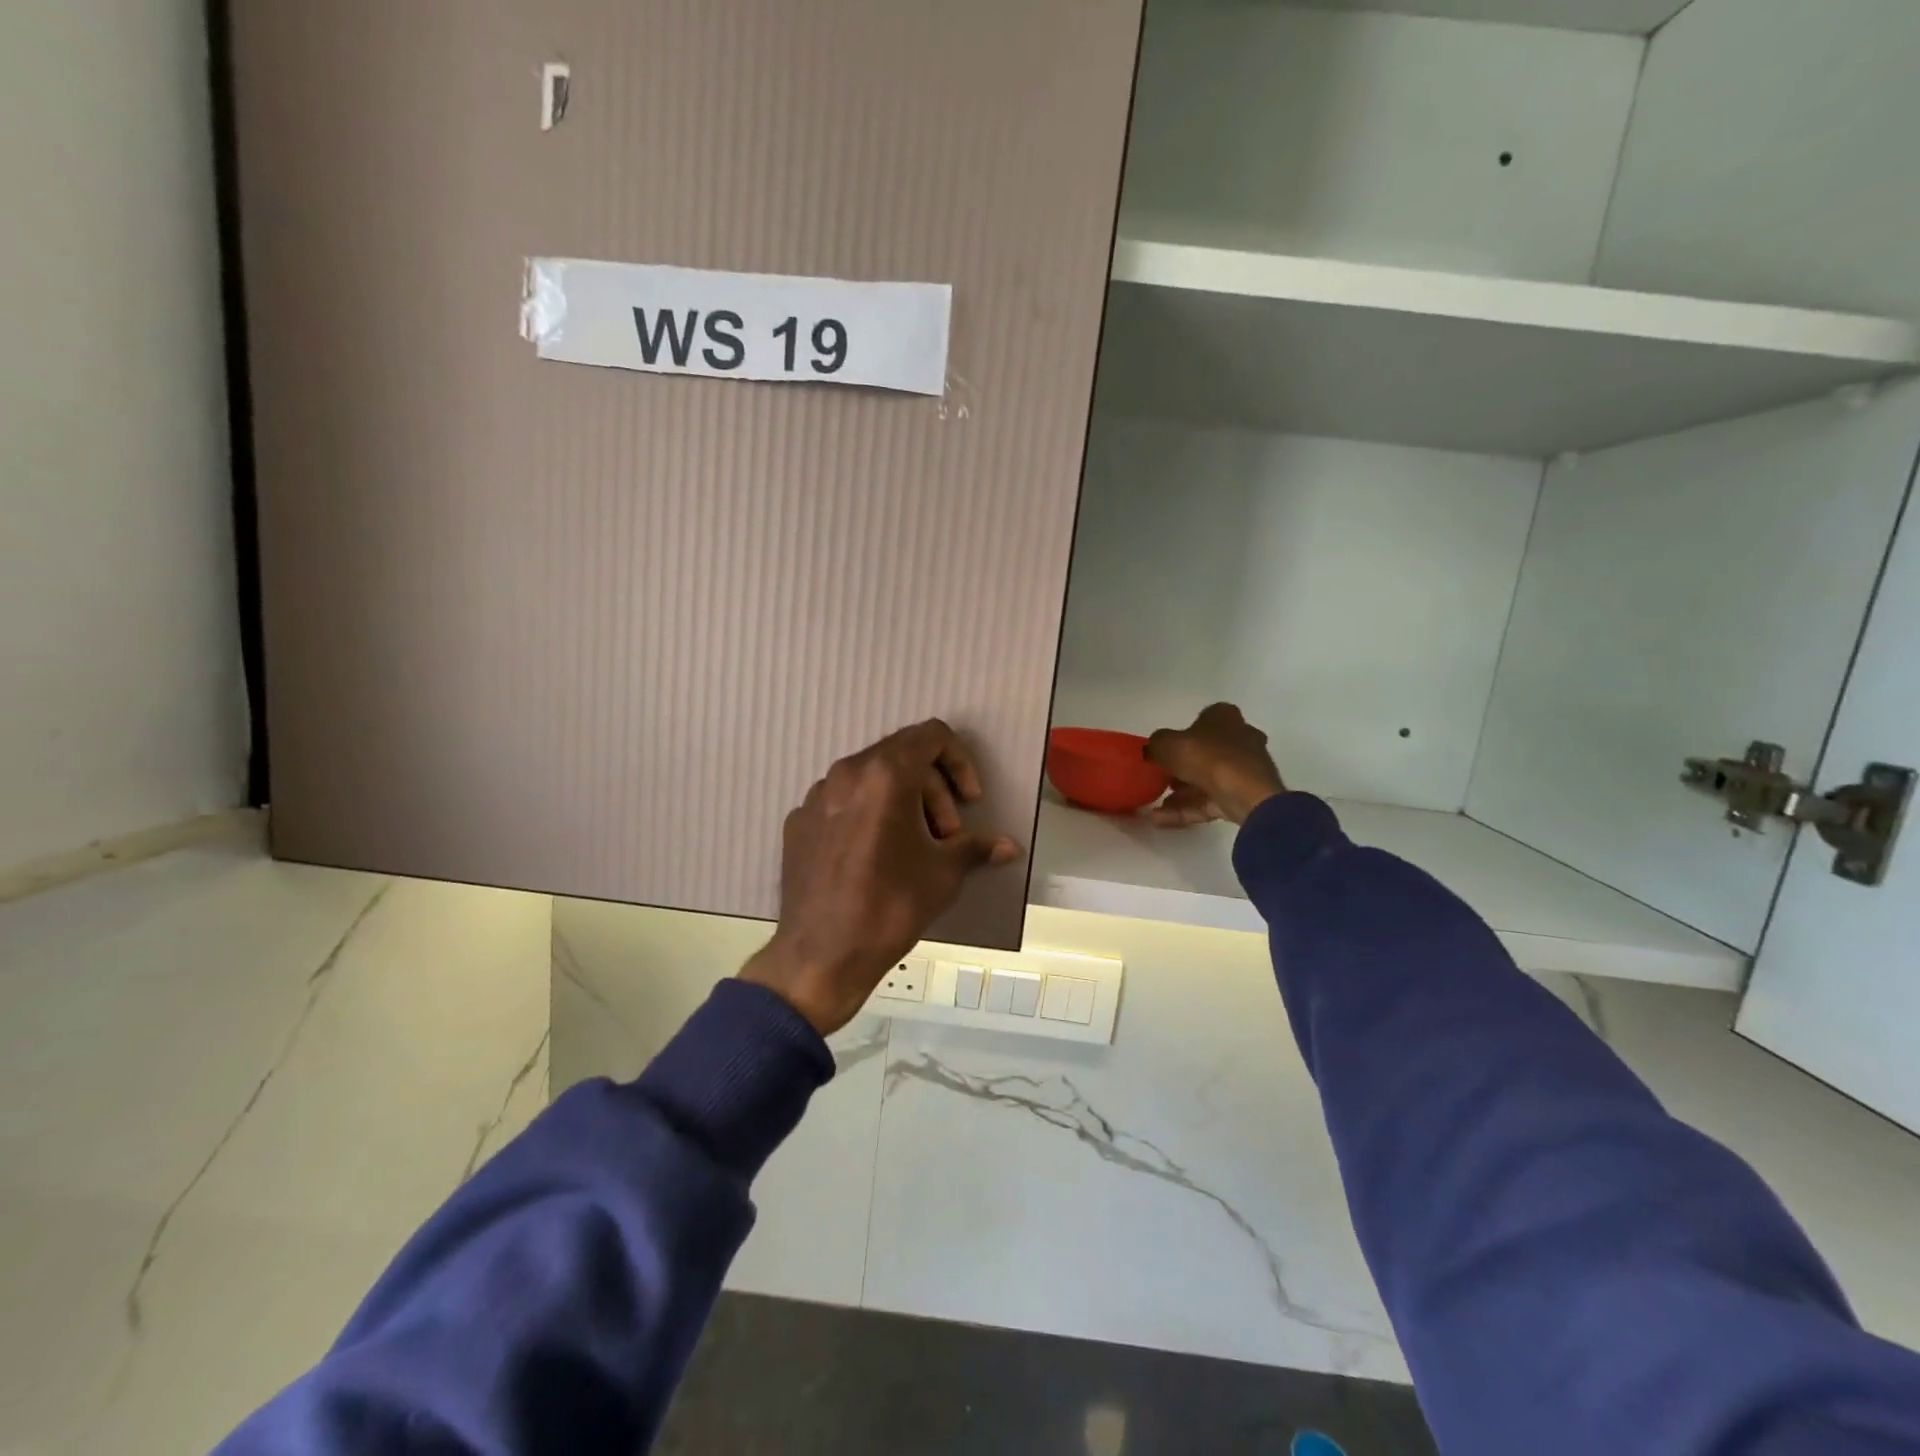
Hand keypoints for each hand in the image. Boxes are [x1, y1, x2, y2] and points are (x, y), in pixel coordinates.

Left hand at [739, 720, 1022, 1035]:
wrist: (821, 955)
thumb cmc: (890, 906)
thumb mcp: (943, 874)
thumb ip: (976, 848)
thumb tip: (1009, 847)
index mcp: (884, 775)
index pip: (931, 735)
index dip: (959, 761)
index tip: (968, 801)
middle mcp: (846, 774)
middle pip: (901, 756)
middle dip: (933, 788)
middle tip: (946, 834)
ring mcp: (816, 796)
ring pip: (870, 778)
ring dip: (901, 801)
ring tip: (912, 847)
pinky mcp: (798, 822)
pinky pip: (842, 802)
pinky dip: (867, 815)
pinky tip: (873, 857)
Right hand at [1145, 703, 1285, 826]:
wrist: (1246, 795)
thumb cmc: (1207, 757)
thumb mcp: (1167, 744)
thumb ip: (1156, 744)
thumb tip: (1153, 750)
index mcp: (1225, 717)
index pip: (1202, 720)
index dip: (1181, 735)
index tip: (1164, 751)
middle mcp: (1240, 738)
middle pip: (1205, 752)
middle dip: (1181, 768)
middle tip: (1159, 779)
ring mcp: (1245, 769)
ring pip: (1207, 780)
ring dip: (1180, 794)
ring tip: (1155, 807)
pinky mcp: (1245, 796)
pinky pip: (1210, 801)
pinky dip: (1187, 809)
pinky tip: (1161, 820)